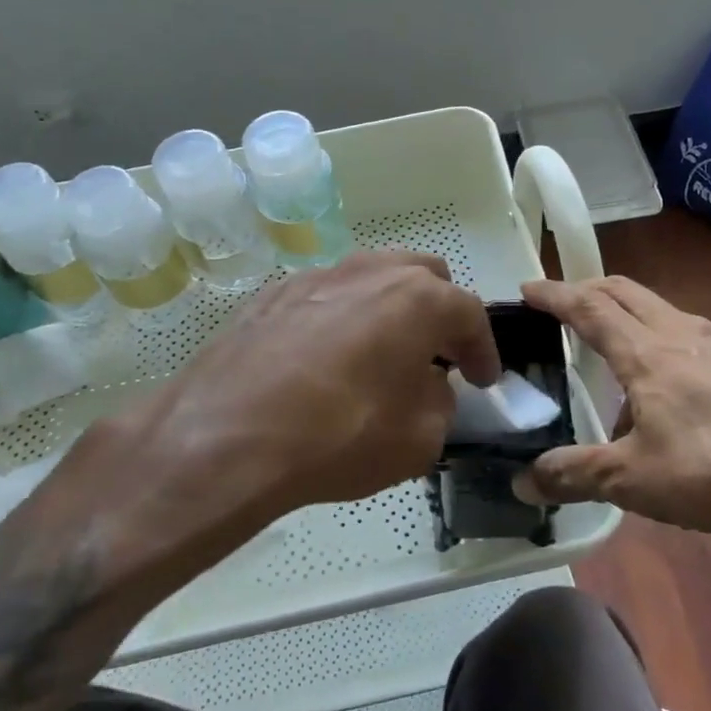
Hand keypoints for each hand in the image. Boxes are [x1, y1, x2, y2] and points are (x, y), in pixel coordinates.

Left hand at [69, 252, 499, 556]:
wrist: (226, 437)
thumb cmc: (339, 436)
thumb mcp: (419, 439)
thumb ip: (440, 403)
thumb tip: (429, 387)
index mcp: (417, 298)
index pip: (469, 313)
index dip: (483, 349)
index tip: (484, 380)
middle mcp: (369, 271)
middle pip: (422, 276)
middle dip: (439, 313)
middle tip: (436, 356)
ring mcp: (315, 276)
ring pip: (370, 278)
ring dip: (388, 310)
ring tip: (381, 354)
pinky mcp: (270, 294)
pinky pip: (325, 296)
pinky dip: (341, 318)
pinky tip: (325, 360)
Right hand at [516, 276, 710, 545]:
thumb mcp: (631, 479)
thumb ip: (574, 475)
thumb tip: (521, 482)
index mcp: (646, 353)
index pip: (589, 308)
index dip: (555, 295)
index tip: (528, 286)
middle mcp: (682, 335)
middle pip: (627, 292)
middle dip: (590, 289)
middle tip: (565, 302)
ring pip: (663, 310)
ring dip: (630, 313)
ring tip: (617, 349)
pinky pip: (693, 336)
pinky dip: (665, 340)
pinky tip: (673, 386)